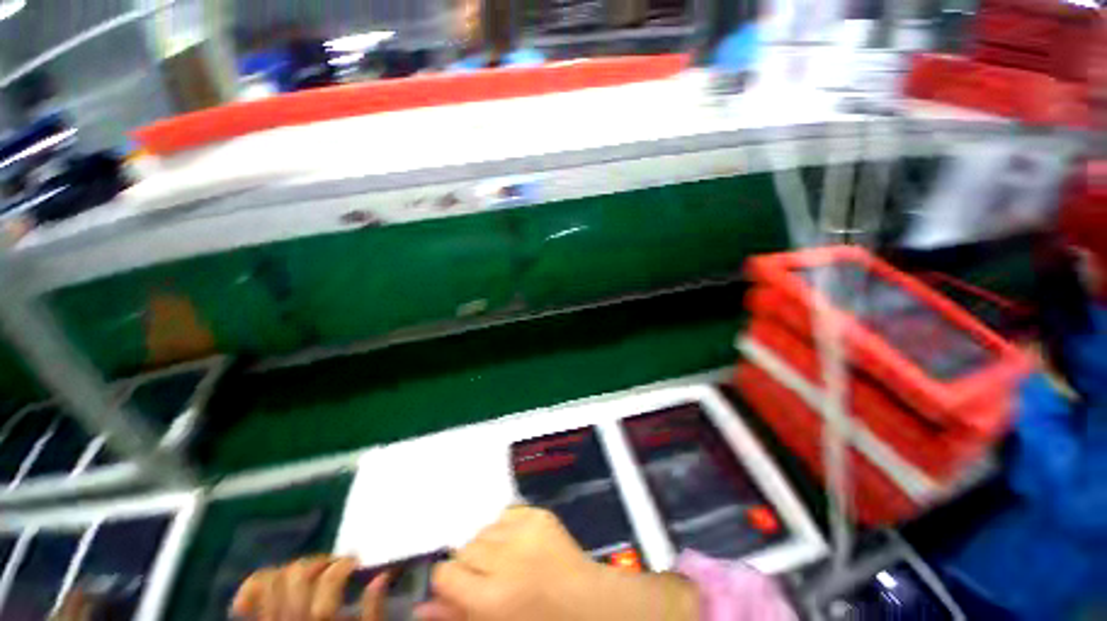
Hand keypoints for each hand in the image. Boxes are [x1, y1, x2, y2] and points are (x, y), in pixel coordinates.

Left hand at [231, 556, 389, 620]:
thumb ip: (373, 612)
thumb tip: (381, 577)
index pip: (327, 583)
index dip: (342, 565)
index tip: (357, 562)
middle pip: (298, 575)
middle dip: (320, 562)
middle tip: (338, 564)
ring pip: (274, 578)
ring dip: (296, 567)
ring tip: (313, 571)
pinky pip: (248, 598)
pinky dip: (257, 583)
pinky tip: (275, 579)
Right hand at [418, 506, 698, 620]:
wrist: (587, 604)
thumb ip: (456, 617)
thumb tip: (420, 608)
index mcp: (491, 599)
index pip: (446, 572)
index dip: (450, 581)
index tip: (461, 587)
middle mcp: (505, 559)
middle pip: (465, 548)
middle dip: (472, 564)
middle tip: (492, 578)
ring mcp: (525, 531)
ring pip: (485, 529)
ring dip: (490, 544)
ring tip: (510, 561)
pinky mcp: (539, 514)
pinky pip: (507, 513)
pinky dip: (508, 527)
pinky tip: (521, 545)